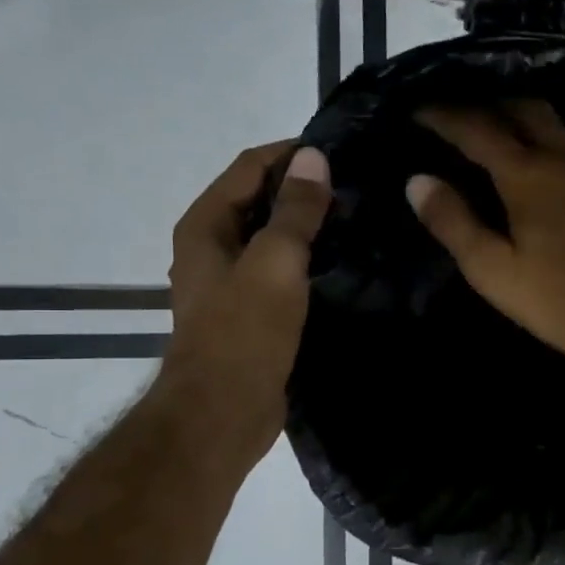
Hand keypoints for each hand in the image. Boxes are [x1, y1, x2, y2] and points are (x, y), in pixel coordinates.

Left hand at [160, 140, 331, 471]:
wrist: (223, 413)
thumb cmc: (244, 333)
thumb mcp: (274, 264)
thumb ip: (294, 211)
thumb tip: (313, 158)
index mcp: (206, 226)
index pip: (249, 167)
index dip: (290, 153)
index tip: (340, 151)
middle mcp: (212, 246)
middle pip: (258, 199)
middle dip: (302, 188)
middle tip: (358, 186)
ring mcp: (230, 281)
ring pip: (271, 237)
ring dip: (307, 225)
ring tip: (358, 219)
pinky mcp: (250, 311)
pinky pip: (280, 270)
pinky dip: (307, 259)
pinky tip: (342, 263)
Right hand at [407, 102, 564, 393]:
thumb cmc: (557, 301)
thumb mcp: (492, 270)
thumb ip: (453, 222)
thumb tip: (417, 180)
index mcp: (529, 175)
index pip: (478, 129)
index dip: (445, 115)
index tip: (420, 110)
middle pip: (529, 110)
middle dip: (493, 106)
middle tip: (469, 116)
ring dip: (541, 119)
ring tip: (521, 130)